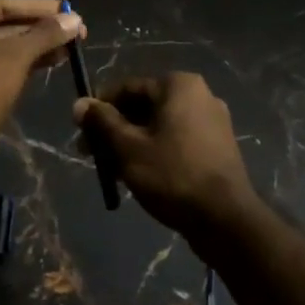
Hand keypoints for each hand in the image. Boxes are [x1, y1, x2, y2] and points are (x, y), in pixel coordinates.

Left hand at [0, 0, 83, 134]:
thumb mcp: (16, 54)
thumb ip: (46, 34)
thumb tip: (76, 19)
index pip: (2, 5)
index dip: (37, 7)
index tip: (67, 10)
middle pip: (4, 26)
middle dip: (40, 29)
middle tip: (74, 31)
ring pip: (5, 48)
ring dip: (37, 47)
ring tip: (70, 48)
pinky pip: (2, 66)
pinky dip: (26, 63)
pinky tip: (53, 61)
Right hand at [74, 73, 256, 236]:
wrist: (225, 219)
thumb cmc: (172, 175)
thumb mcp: (128, 147)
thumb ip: (102, 122)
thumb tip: (79, 103)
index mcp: (178, 85)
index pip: (127, 87)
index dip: (99, 108)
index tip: (81, 132)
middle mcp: (199, 95)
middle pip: (144, 106)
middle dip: (115, 129)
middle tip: (92, 154)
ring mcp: (212, 121)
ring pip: (159, 125)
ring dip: (132, 142)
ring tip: (112, 170)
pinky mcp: (217, 146)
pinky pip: (177, 139)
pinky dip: (155, 151)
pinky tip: (139, 175)